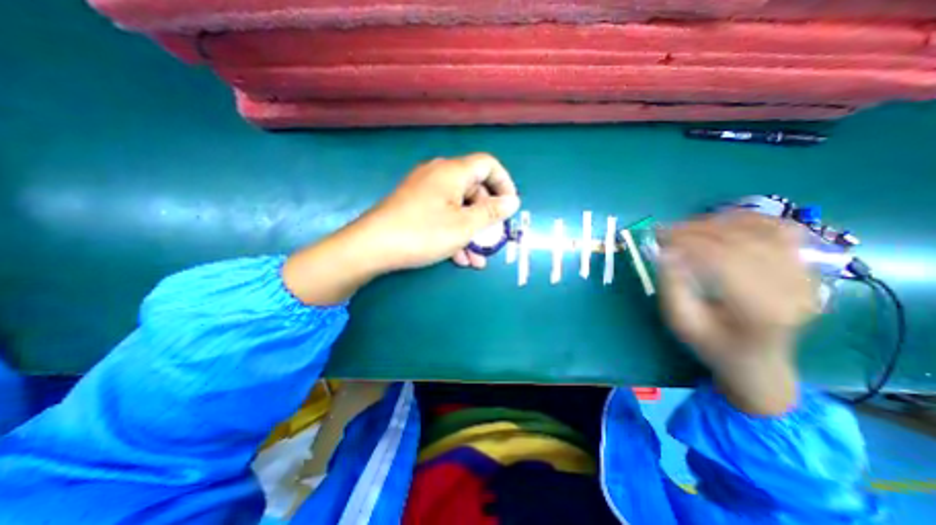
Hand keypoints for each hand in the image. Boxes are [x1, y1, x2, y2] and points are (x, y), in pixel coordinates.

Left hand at [360, 152, 522, 269]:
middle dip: (487, 217)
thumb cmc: (423, 233)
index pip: (488, 165)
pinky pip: (442, 215)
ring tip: (477, 258)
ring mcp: (425, 191)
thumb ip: (491, 213)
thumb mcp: (464, 226)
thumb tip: (512, 201)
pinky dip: (454, 233)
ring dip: (471, 232)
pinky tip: (459, 257)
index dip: (504, 183)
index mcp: (453, 172)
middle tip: (493, 239)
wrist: (372, 247)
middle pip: (474, 189)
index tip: (510, 206)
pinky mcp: (415, 206)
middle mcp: (439, 175)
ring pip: (458, 208)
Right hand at [657, 212, 820, 414]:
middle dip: (696, 230)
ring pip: (761, 230)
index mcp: (760, 310)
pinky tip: (720, 223)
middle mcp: (792, 289)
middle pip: (742, 242)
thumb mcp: (681, 322)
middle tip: (665, 230)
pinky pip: (780, 229)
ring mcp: (804, 275)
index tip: (659, 238)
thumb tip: (665, 252)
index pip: (725, 261)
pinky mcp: (803, 267)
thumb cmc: (712, 343)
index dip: (688, 243)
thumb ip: (672, 287)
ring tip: (686, 228)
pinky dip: (749, 220)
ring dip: (717, 223)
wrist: (757, 360)